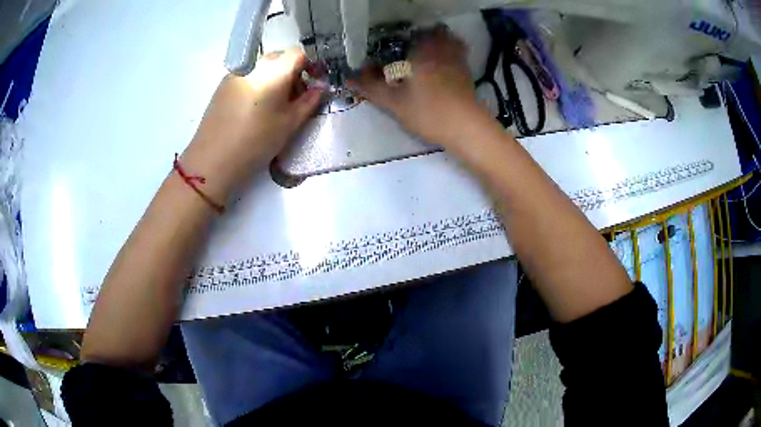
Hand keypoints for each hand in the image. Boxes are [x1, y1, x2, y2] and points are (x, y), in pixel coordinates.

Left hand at [182, 49, 321, 201]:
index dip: (310, 65)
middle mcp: (254, 65)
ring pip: (262, 68)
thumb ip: (309, 102)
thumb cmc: (256, 142)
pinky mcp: (222, 86)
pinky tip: (253, 110)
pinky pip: (247, 77)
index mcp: (274, 71)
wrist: (212, 160)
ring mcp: (236, 74)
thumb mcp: (289, 124)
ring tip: (272, 107)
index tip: (314, 83)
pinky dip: (257, 85)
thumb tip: (321, 88)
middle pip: (280, 59)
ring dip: (274, 79)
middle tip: (294, 99)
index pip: (298, 54)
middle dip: (292, 73)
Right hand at [350, 26, 484, 147]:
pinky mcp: (468, 74)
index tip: (395, 45)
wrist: (465, 127)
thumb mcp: (393, 101)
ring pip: (450, 42)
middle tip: (411, 48)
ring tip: (427, 55)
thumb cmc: (427, 111)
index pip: (411, 35)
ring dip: (440, 43)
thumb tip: (349, 78)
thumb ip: (370, 87)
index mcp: (421, 52)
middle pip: (435, 33)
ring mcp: (458, 61)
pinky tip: (443, 68)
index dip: (403, 37)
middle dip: (423, 37)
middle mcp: (441, 50)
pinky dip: (452, 55)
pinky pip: (460, 55)